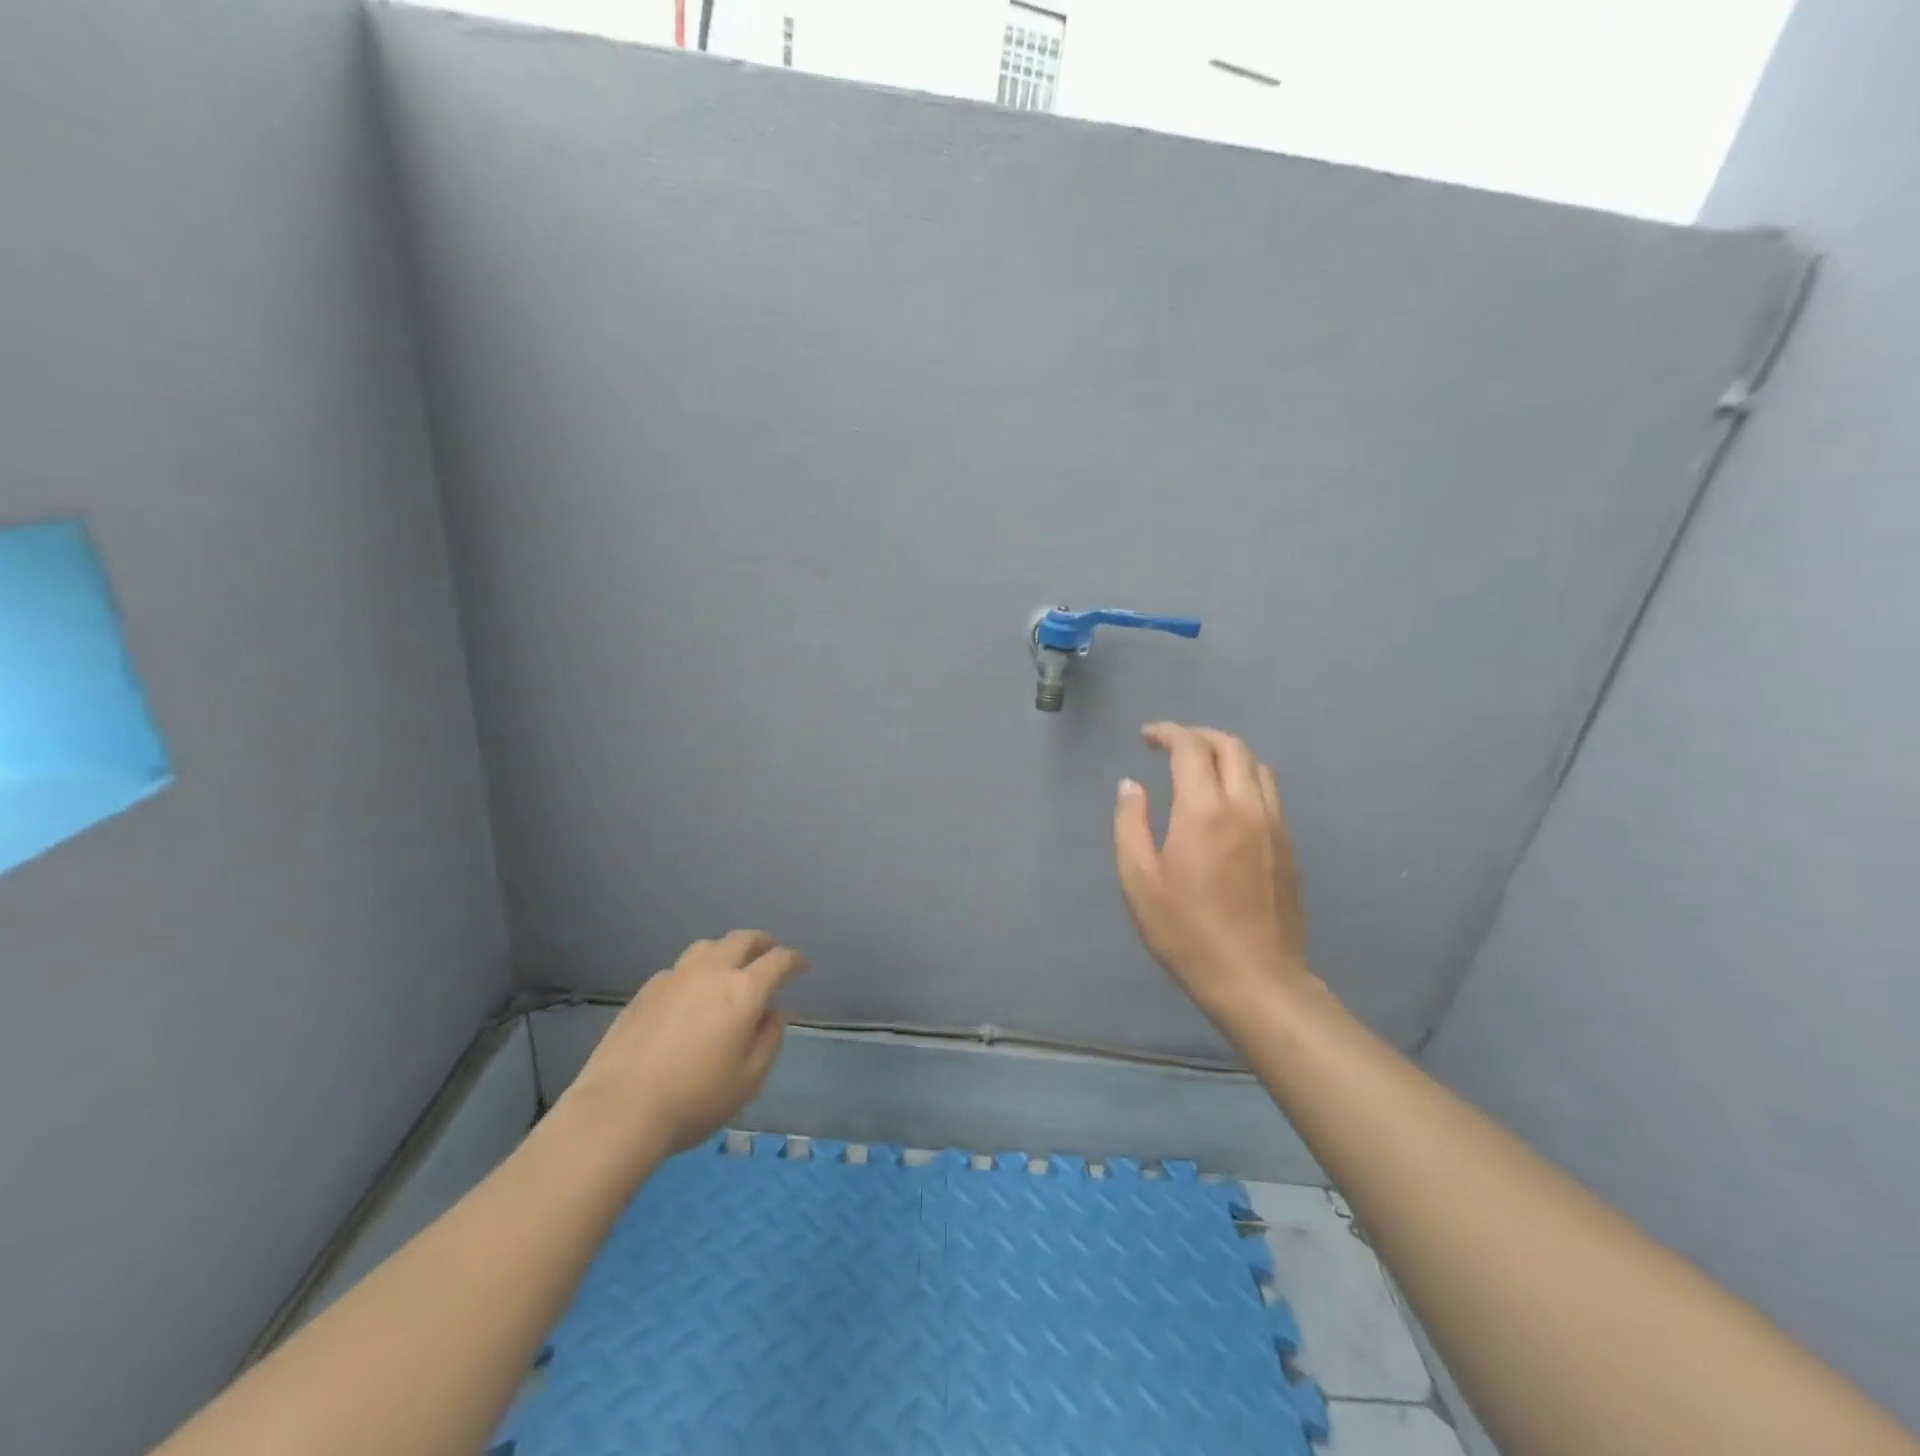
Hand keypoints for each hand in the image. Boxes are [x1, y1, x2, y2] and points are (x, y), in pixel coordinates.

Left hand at [561, 931, 805, 1154]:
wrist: (619, 1111)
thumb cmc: (695, 1100)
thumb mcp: (749, 1080)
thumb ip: (769, 1039)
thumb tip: (775, 1012)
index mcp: (743, 991)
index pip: (778, 960)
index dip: (794, 961)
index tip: (801, 968)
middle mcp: (711, 972)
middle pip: (742, 939)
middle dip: (762, 943)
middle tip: (769, 954)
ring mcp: (674, 978)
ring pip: (707, 947)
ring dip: (725, 951)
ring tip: (728, 969)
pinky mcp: (645, 991)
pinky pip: (678, 969)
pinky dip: (694, 972)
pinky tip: (689, 996)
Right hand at [1114, 723, 1311, 1022]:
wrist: (1255, 979)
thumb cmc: (1186, 931)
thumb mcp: (1139, 881)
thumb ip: (1130, 824)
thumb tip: (1131, 785)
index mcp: (1204, 810)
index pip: (1191, 748)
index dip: (1168, 733)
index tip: (1147, 737)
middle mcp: (1245, 806)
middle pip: (1231, 746)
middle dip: (1199, 735)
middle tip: (1171, 745)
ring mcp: (1274, 825)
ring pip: (1257, 766)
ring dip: (1227, 753)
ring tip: (1201, 766)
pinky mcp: (1288, 846)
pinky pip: (1269, 793)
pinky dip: (1245, 778)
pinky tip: (1227, 801)